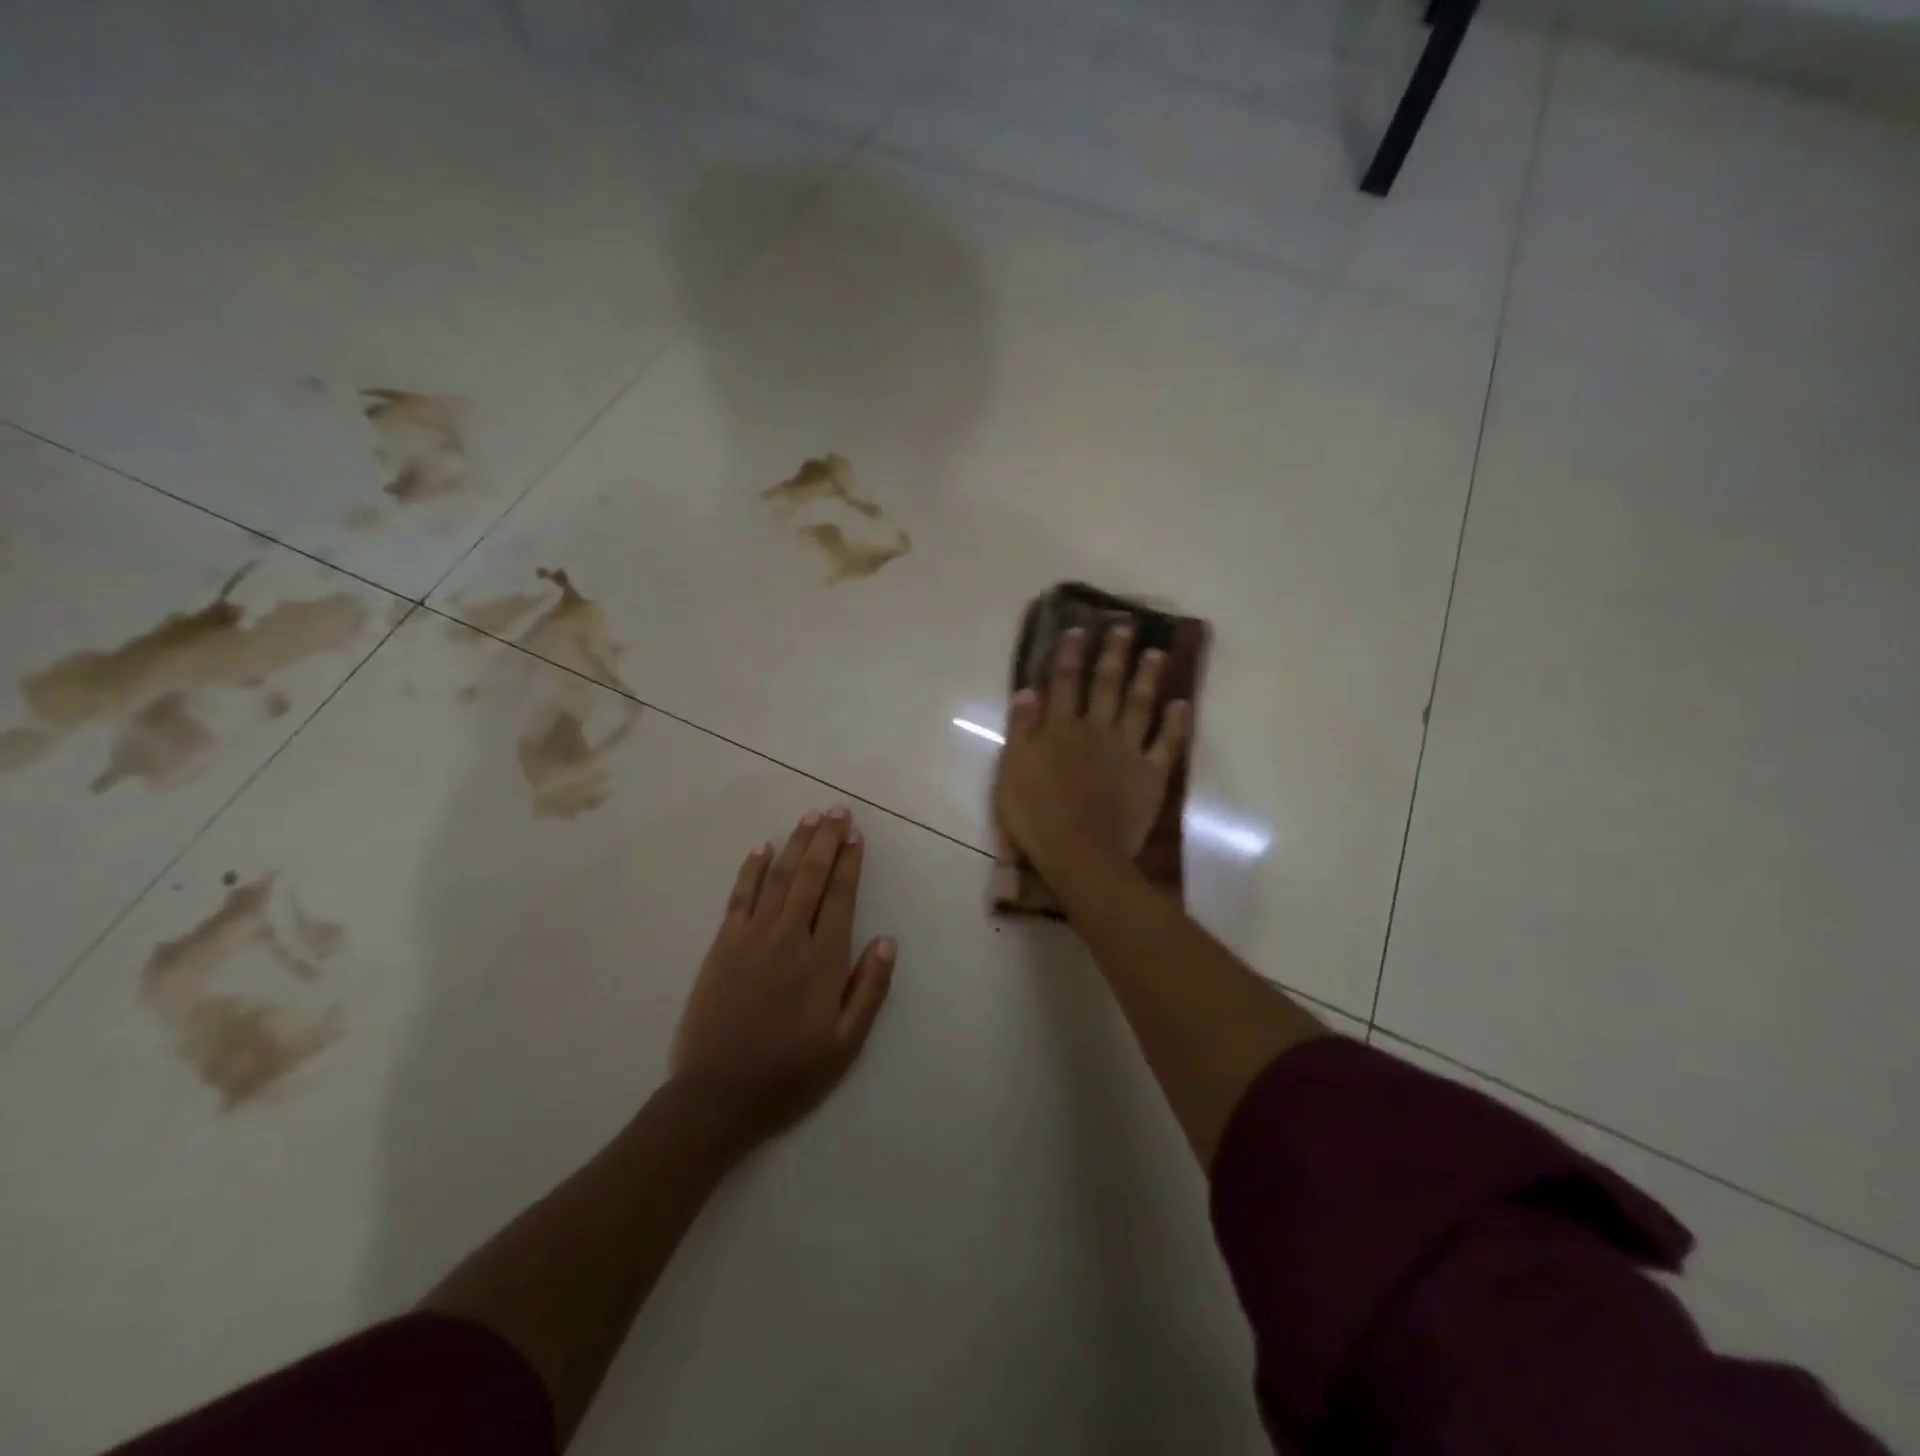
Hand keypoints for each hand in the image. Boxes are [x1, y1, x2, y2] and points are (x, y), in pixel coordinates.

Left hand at [669, 808, 896, 1148]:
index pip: (840, 897)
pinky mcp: (722, 946)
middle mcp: (789, 938)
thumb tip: (887, 941)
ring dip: (795, 845)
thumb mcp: (845, 1045)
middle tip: (836, 810)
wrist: (716, 1097)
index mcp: (823, 961)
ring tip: (810, 817)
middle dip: (826, 840)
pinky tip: (761, 848)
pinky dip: (751, 870)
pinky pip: (739, 898)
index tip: (856, 835)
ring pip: (779, 879)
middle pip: (811, 877)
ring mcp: (752, 938)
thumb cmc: (789, 1074)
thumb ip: (869, 990)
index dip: (849, 863)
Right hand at [994, 624, 1190, 872]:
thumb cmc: (1036, 815)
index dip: (1071, 654)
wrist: (1079, 852)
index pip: (1065, 682)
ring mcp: (1127, 750)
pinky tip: (1183, 704)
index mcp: (1061, 728)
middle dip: (1115, 653)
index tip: (1080, 628)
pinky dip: (1176, 724)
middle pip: (1106, 685)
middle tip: (1127, 625)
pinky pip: (1166, 744)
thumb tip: (1029, 690)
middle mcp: (1096, 729)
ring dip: (1148, 677)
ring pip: (1139, 705)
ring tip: (1157, 653)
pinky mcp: (1150, 774)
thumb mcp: (1012, 770)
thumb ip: (1022, 729)